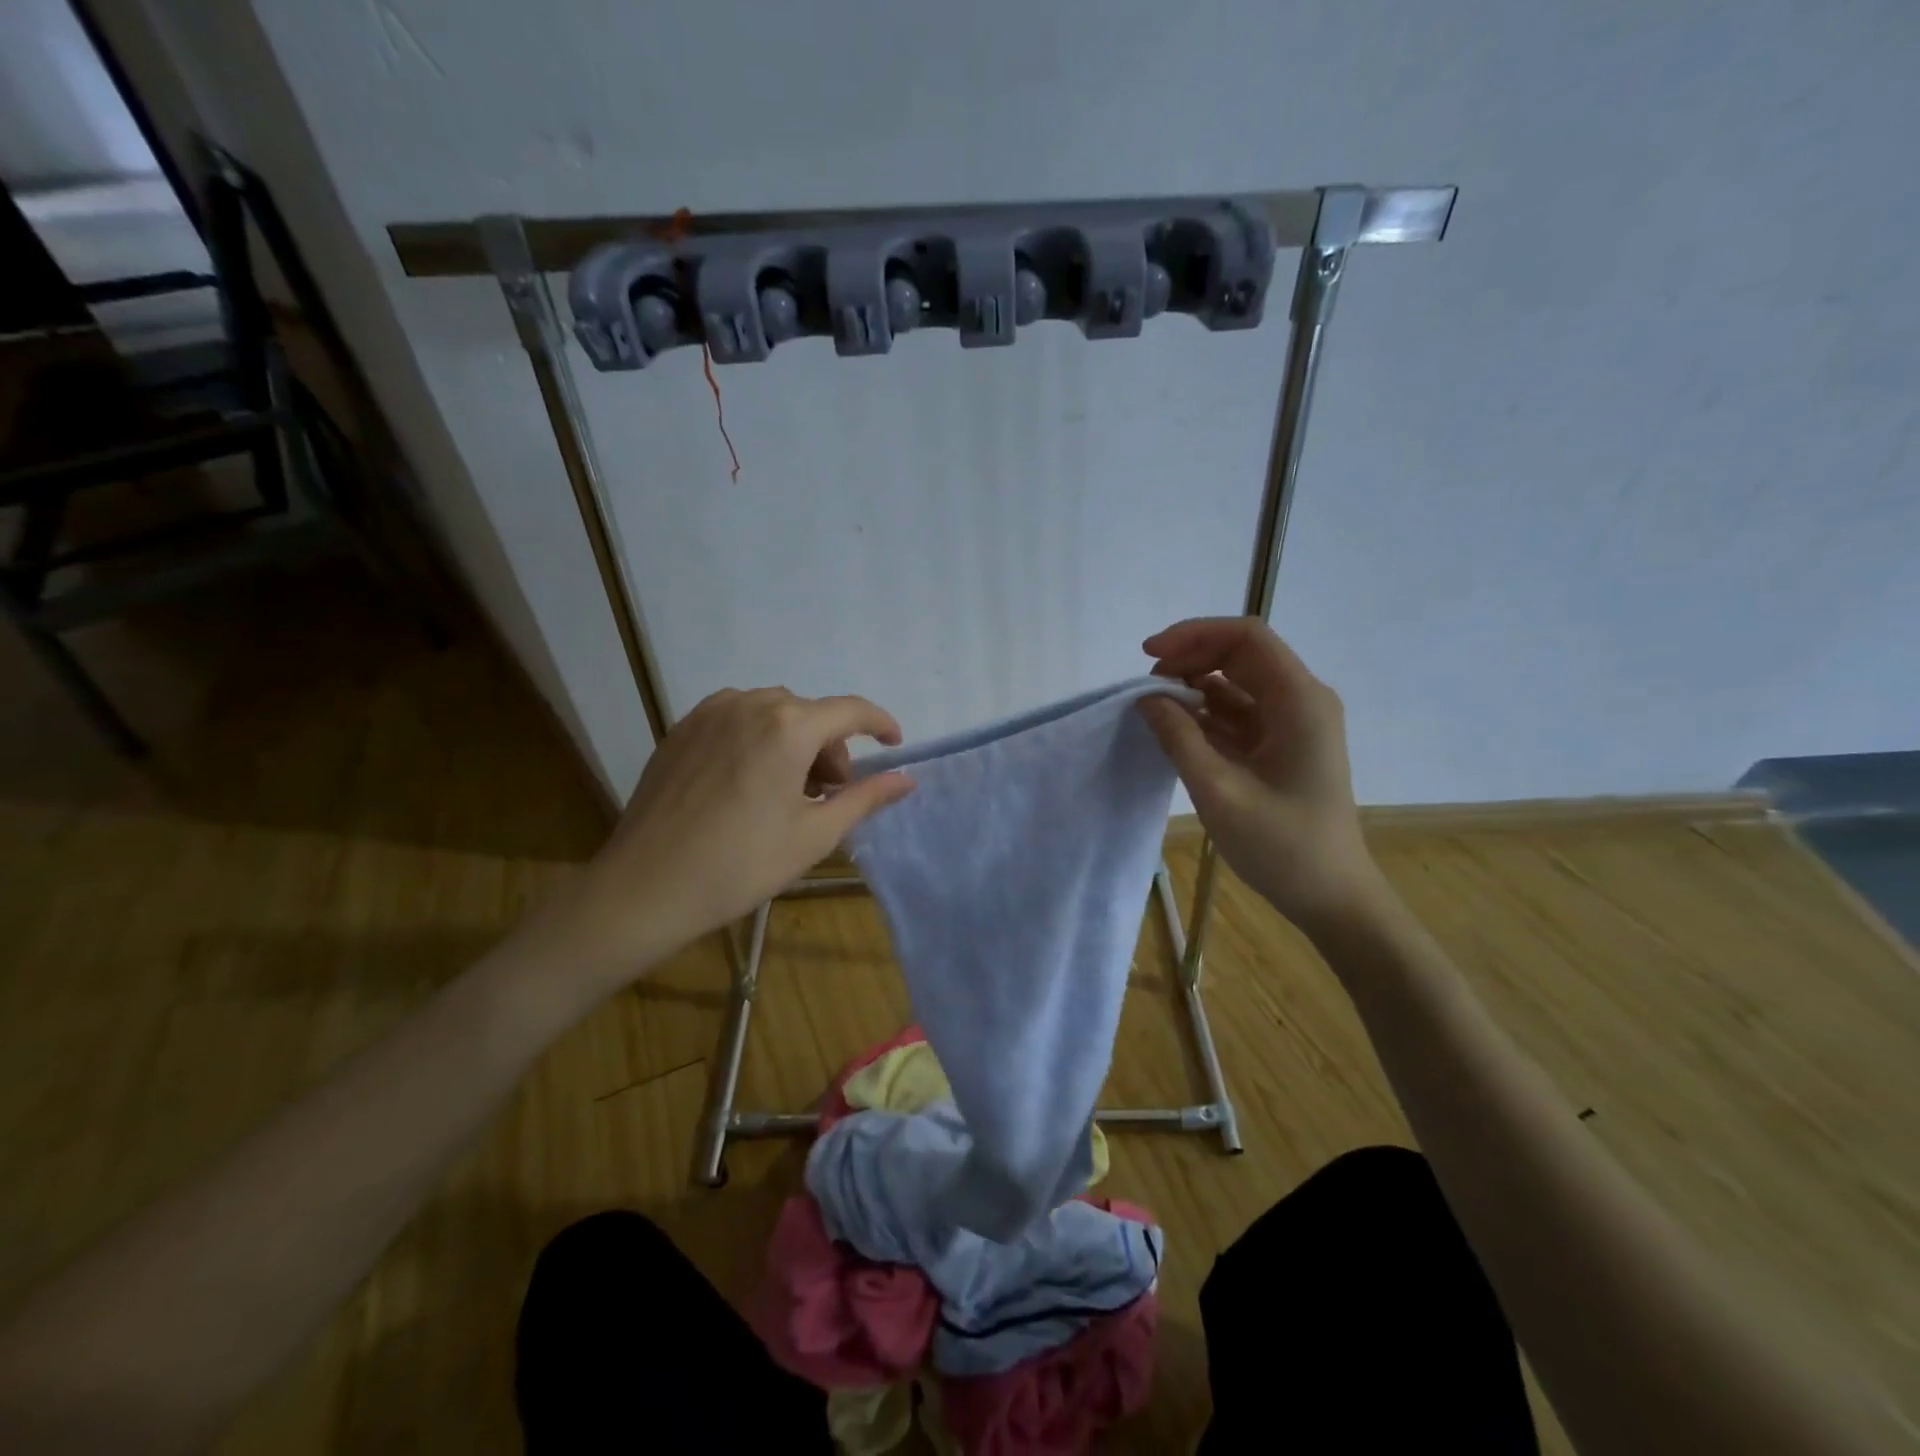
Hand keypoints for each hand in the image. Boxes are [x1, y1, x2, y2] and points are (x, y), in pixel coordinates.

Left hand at [528, 687, 914, 995]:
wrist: (646, 887)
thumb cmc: (741, 865)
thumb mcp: (814, 835)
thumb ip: (865, 798)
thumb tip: (906, 779)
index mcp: (789, 726)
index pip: (851, 710)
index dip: (879, 724)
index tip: (894, 745)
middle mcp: (750, 703)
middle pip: (810, 713)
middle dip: (830, 747)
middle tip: (827, 794)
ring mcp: (710, 712)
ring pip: (773, 713)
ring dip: (794, 741)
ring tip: (786, 790)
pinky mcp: (682, 728)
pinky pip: (736, 718)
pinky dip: (758, 739)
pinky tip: (748, 782)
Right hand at [1138, 617, 1383, 934]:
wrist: (1331, 897)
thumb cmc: (1283, 845)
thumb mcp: (1219, 791)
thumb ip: (1179, 738)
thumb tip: (1147, 697)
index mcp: (1299, 700)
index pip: (1246, 637)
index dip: (1194, 634)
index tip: (1149, 655)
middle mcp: (1300, 700)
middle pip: (1240, 655)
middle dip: (1190, 659)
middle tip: (1146, 687)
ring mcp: (1293, 723)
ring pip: (1237, 683)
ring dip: (1195, 687)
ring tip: (1154, 709)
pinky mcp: (1281, 746)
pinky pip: (1239, 713)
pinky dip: (1205, 714)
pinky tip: (1175, 729)